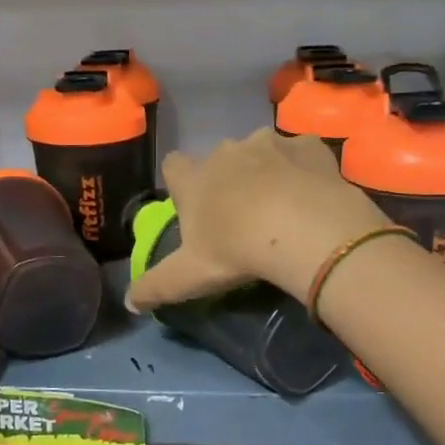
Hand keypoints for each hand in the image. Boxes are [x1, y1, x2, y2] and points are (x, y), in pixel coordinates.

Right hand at [126, 129, 390, 311]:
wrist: (306, 231)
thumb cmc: (237, 251)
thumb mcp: (189, 277)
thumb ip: (155, 287)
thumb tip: (129, 301)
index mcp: (195, 178)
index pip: (173, 165)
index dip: (181, 183)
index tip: (192, 204)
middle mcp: (228, 150)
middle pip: (220, 159)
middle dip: (228, 179)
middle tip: (243, 216)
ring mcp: (271, 143)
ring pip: (263, 151)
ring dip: (268, 171)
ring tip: (284, 206)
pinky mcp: (310, 145)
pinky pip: (303, 153)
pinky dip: (304, 168)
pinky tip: (314, 195)